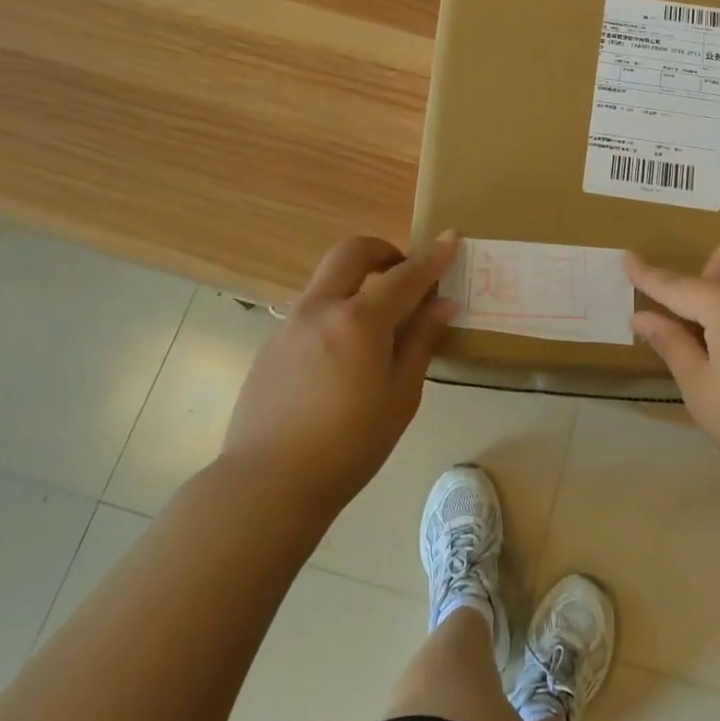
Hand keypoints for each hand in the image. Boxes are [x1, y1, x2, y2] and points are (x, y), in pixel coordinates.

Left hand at [220, 233, 458, 517]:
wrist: (268, 482)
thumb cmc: (349, 445)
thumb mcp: (400, 397)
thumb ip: (420, 342)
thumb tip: (442, 304)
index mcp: (359, 321)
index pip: (404, 276)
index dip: (432, 257)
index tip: (451, 238)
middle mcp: (321, 308)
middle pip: (352, 252)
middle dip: (383, 251)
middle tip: (403, 274)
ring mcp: (290, 324)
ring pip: (328, 280)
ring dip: (357, 282)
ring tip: (377, 324)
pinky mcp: (271, 345)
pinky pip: (311, 310)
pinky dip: (336, 311)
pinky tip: (342, 357)